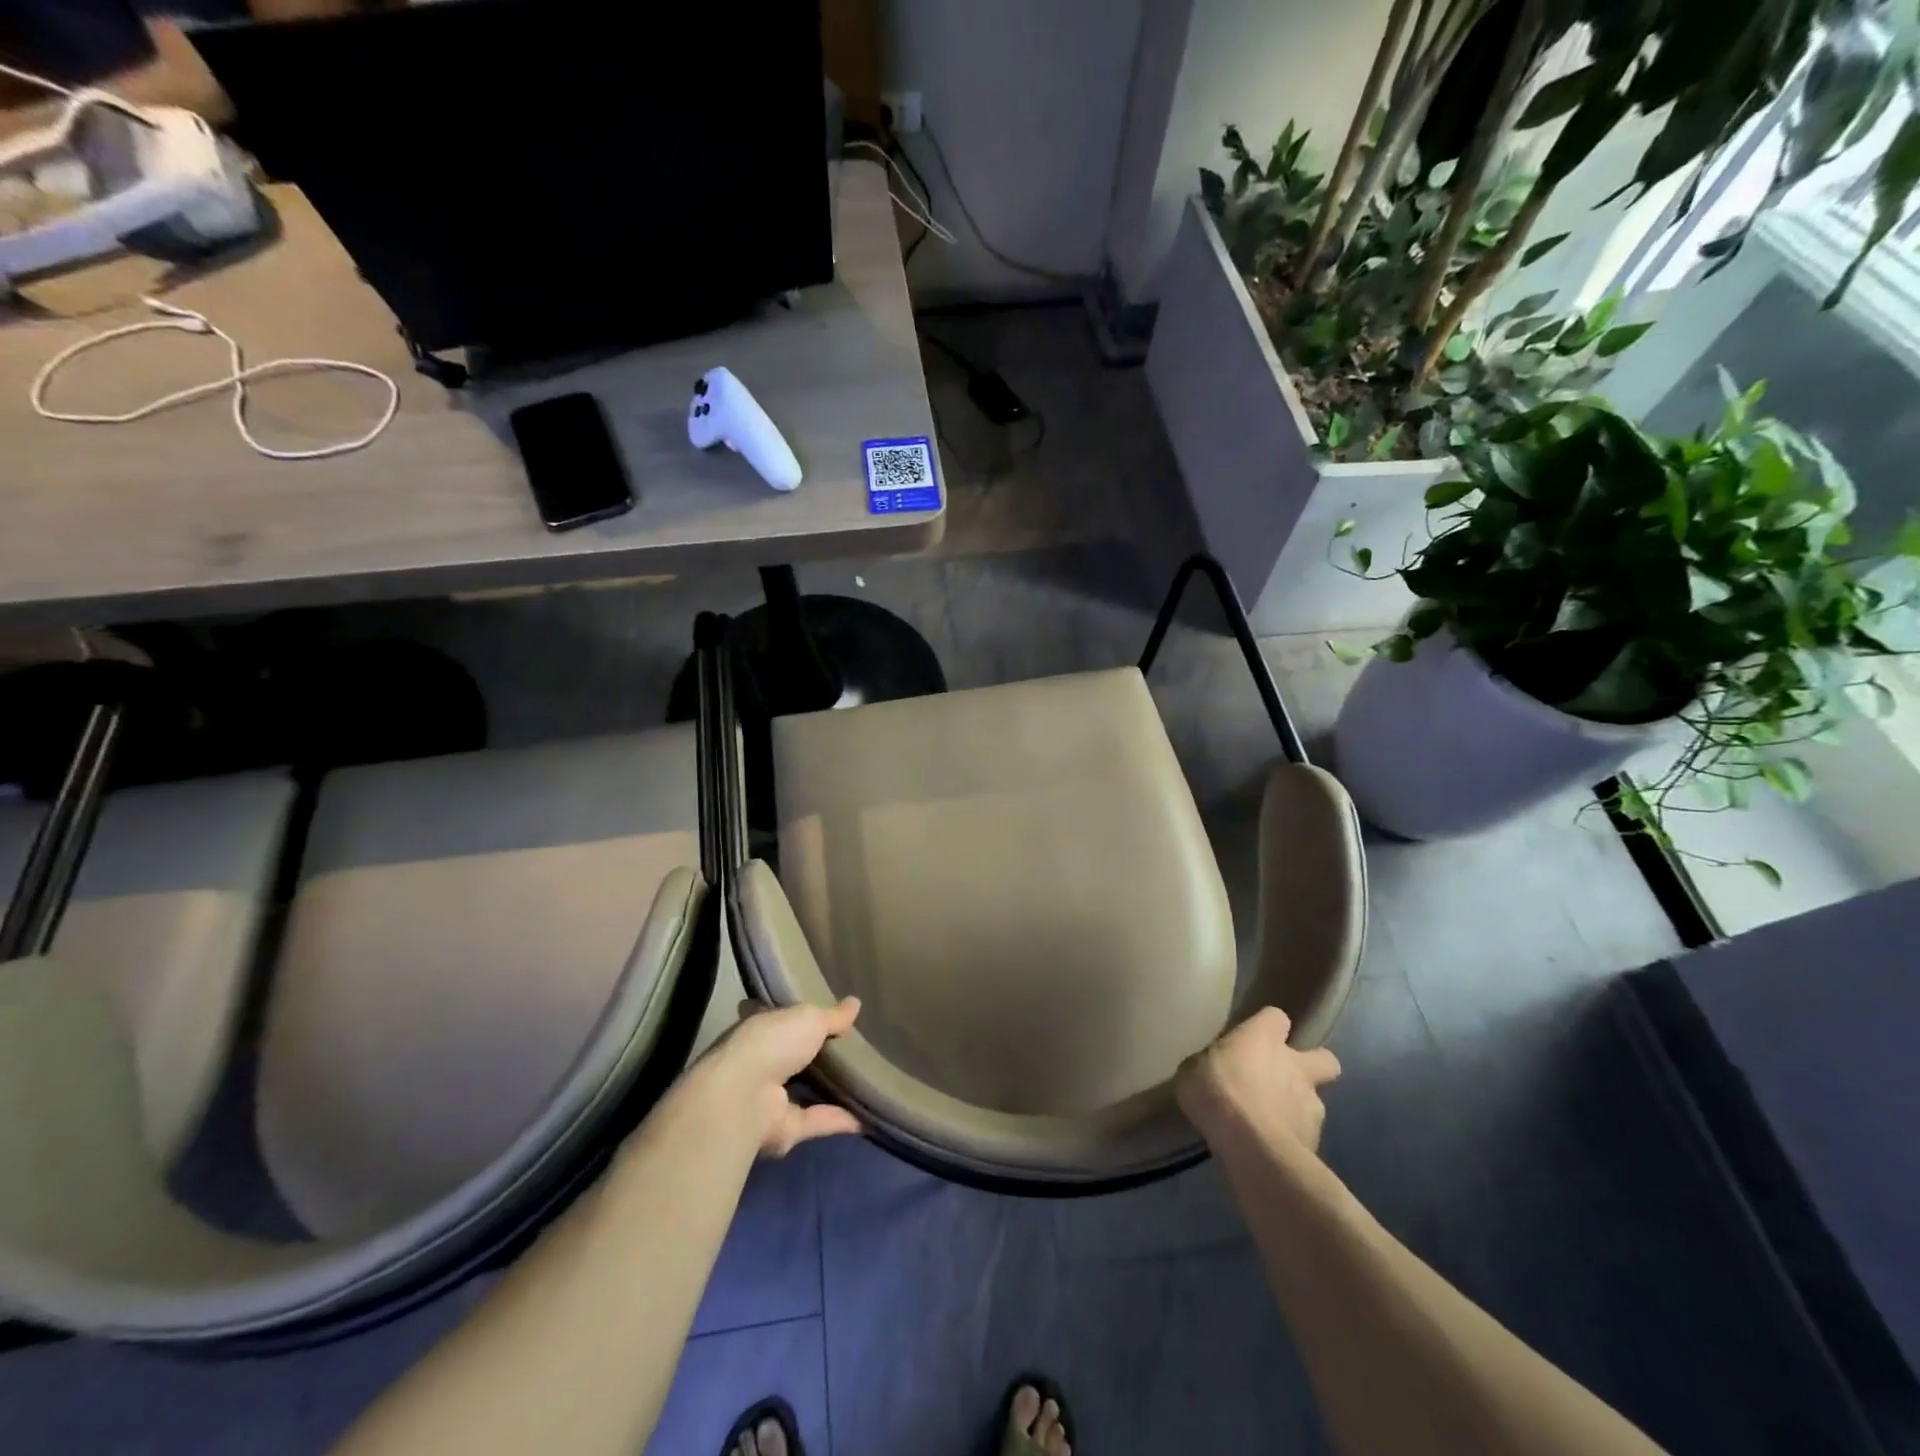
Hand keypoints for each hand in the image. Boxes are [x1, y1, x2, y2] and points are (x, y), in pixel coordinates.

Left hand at [697, 998, 863, 1155]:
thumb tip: (855, 1002)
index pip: (779, 1019)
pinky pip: (816, 1121)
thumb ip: (832, 1015)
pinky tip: (866, 1116)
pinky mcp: (783, 1128)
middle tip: (854, 1048)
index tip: (822, 1014)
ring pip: (804, 1091)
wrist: (745, 1096)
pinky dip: (839, 1120)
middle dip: (817, 1054)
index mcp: (761, 1029)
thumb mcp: (809, 1018)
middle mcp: (762, 1062)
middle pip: (793, 1056)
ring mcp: (769, 1097)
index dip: (797, 1016)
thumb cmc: (773, 1043)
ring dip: (830, 1090)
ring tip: (865, 1081)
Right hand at [1176, 1008, 1341, 1153]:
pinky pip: (1307, 1134)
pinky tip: (1273, 1147)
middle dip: (1312, 1066)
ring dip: (1298, 1107)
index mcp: (1263, 1038)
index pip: (1276, 1017)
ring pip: (1315, 1101)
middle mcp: (1295, 1065)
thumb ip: (1209, 1064)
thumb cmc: (1216, 1093)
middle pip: (1324, 1058)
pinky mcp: (1316, 1140)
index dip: (1268, 1026)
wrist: (1251, 1146)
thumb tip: (1209, 1069)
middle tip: (1286, 1078)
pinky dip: (1293, 1138)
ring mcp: (1311, 1104)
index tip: (1254, 1039)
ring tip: (1274, 1122)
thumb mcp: (1193, 1070)